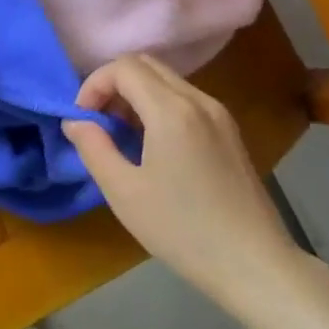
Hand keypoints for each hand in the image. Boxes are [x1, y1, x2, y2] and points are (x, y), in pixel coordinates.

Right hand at [61, 54, 289, 301]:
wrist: (252, 263)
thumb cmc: (182, 230)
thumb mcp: (124, 193)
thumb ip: (94, 148)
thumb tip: (75, 121)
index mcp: (172, 110)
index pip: (124, 67)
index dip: (94, 84)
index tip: (82, 120)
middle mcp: (198, 99)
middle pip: (147, 64)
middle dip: (113, 85)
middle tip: (99, 123)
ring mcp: (219, 113)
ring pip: (167, 80)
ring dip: (136, 94)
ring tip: (122, 137)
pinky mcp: (229, 130)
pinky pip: (186, 98)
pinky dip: (159, 106)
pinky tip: (153, 145)